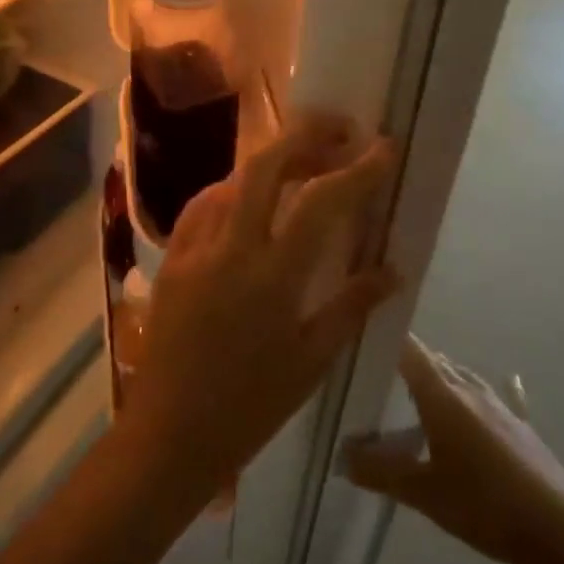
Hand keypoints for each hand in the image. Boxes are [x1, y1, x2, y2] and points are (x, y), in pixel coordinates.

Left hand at [119, 114, 398, 512]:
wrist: (169, 434)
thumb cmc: (250, 407)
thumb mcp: (312, 360)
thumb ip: (352, 305)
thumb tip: (393, 268)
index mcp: (273, 276)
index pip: (322, 202)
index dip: (357, 169)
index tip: (383, 146)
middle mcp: (230, 248)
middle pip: (267, 166)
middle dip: (306, 135)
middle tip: (339, 130)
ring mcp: (194, 249)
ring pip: (232, 179)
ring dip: (271, 160)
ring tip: (303, 161)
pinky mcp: (172, 258)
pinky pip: (204, 205)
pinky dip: (233, 188)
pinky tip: (249, 198)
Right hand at [345, 337, 563, 563]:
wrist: (562, 530)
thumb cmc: (486, 506)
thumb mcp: (425, 494)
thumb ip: (380, 473)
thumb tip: (342, 456)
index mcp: (442, 396)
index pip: (409, 349)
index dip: (385, 337)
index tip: (361, 336)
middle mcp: (469, 389)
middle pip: (433, 360)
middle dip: (405, 360)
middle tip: (376, 372)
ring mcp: (498, 406)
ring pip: (459, 376)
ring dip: (435, 377)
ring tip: (412, 391)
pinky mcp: (518, 426)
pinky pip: (486, 397)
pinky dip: (469, 396)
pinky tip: (478, 398)